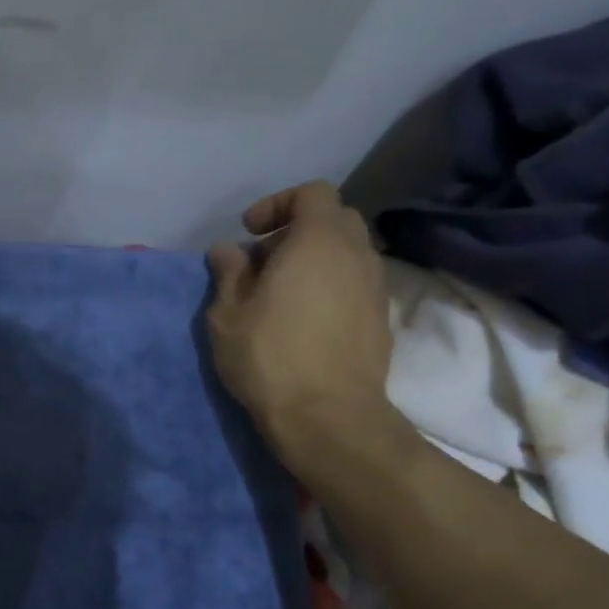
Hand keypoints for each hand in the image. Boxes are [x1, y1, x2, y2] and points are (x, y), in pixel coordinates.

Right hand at [206, 182, 394, 462]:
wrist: (328, 416)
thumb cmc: (269, 358)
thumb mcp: (228, 315)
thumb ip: (229, 273)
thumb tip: (226, 250)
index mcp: (318, 241)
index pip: (312, 192)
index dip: (278, 204)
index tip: (249, 232)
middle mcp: (356, 253)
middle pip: (334, 219)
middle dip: (297, 230)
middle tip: (264, 261)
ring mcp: (376, 286)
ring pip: (348, 252)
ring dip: (315, 260)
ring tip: (281, 293)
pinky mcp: (382, 318)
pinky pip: (356, 282)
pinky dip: (331, 285)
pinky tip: (305, 318)